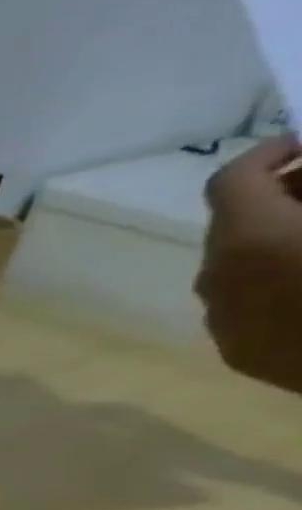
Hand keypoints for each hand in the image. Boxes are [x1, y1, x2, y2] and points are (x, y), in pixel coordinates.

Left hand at [199, 136, 301, 395]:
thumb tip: (301, 179)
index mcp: (249, 239)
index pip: (229, 182)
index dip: (267, 154)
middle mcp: (216, 280)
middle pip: (233, 223)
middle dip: (283, 196)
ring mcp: (222, 321)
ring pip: (238, 265)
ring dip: (279, 240)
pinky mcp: (241, 354)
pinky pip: (249, 304)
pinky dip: (278, 280)